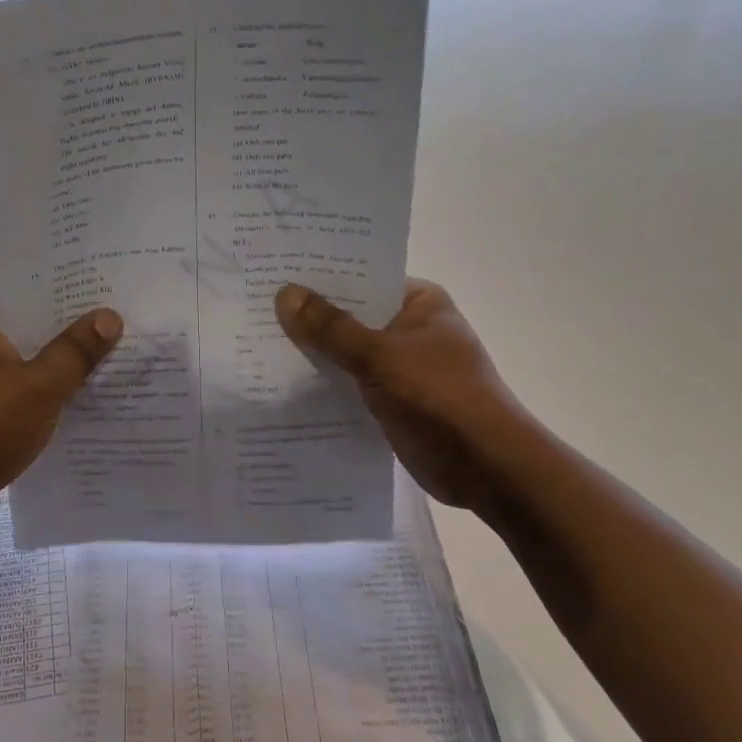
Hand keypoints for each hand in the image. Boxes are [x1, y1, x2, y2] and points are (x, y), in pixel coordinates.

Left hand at [0, 289, 122, 535]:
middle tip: (124, 326)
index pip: (31, 290)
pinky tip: (86, 400)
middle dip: (74, 332)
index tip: (112, 293)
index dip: (72, 293)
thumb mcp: (39, 386)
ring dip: (63, 366)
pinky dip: (47, 394)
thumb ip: (76, 349)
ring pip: (28, 361)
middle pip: (32, 326)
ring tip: (116, 360)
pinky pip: (21, 390)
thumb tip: (110, 315)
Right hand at [276, 279, 517, 512]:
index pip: (362, 278)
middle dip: (310, 318)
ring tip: (257, 345)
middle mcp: (411, 328)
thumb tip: (285, 293)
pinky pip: (351, 384)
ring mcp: (403, 367)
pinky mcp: (393, 401)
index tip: (275, 274)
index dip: (320, 277)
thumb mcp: (379, 356)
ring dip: (314, 355)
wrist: (485, 467)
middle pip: (351, 316)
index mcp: (419, 303)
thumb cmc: (439, 396)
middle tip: (255, 310)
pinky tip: (284, 386)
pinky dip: (326, 385)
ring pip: (348, 353)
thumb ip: (330, 328)